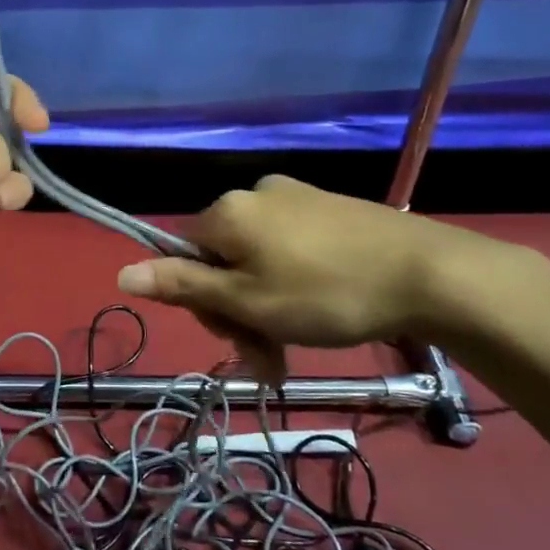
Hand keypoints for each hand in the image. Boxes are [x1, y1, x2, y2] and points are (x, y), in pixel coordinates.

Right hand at [115, 175, 526, 350]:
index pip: (183, 256)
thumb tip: (121, 271)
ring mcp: (295, 198)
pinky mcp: (328, 208)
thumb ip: (184, 287)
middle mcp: (254, 194)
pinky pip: (290, 247)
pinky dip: (293, 283)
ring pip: (257, 258)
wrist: (428, 273)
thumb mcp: (248, 302)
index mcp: (226, 212)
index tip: (236, 338)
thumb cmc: (325, 293)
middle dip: (237, 309)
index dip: (201, 302)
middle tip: (271, 355)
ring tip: (294, 347)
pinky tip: (321, 310)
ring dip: (265, 304)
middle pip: (221, 258)